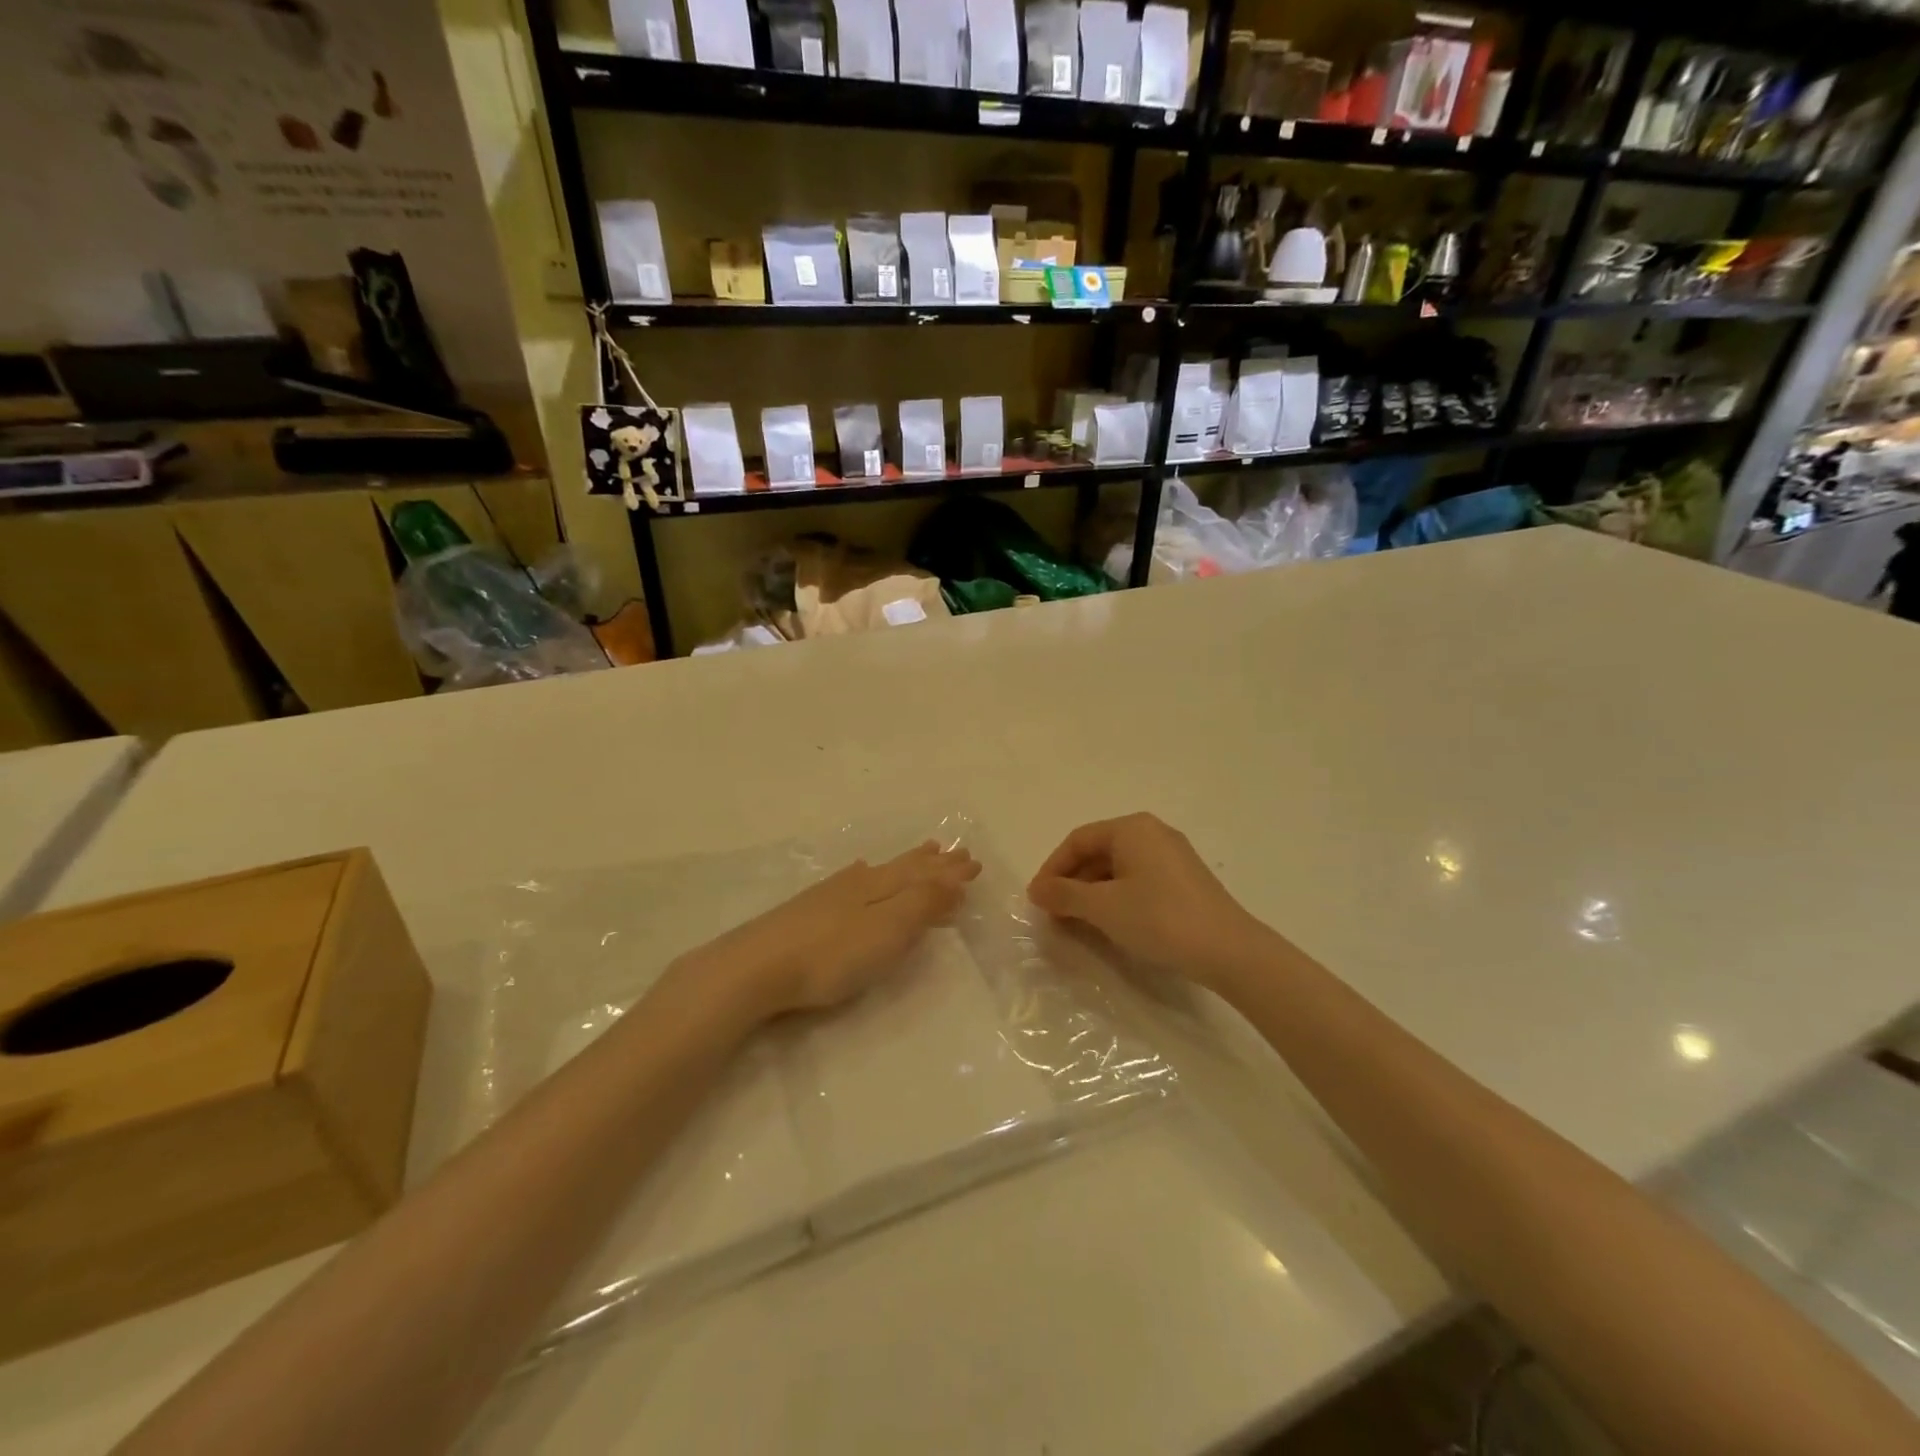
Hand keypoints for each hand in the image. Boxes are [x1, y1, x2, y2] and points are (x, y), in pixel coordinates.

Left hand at [676, 842, 980, 1021]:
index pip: (925, 875)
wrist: (756, 967)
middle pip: (904, 868)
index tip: (975, 864)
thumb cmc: (831, 955)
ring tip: (922, 852)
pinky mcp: (809, 909)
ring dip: (905, 863)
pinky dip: (869, 873)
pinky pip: (855, 879)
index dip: (950, 872)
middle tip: (954, 852)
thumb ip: (922, 904)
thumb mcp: (887, 931)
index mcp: (882, 887)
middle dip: (933, 863)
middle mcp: (859, 882)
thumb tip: (954, 877)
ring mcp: (831, 893)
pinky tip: (860, 871)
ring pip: (880, 870)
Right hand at [1027, 814, 1271, 989]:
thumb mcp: (1103, 907)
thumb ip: (1064, 895)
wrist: (1229, 950)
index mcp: (1131, 828)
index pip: (1077, 840)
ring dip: (1092, 893)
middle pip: (1098, 852)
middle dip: (1072, 883)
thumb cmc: (1159, 918)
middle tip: (1054, 914)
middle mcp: (1152, 833)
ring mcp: (1172, 856)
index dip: (1052, 869)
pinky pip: (1138, 880)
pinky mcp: (1185, 881)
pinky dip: (1116, 898)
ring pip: (1118, 869)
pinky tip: (1111, 924)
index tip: (1037, 900)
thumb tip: (1036, 889)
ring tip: (1077, 923)